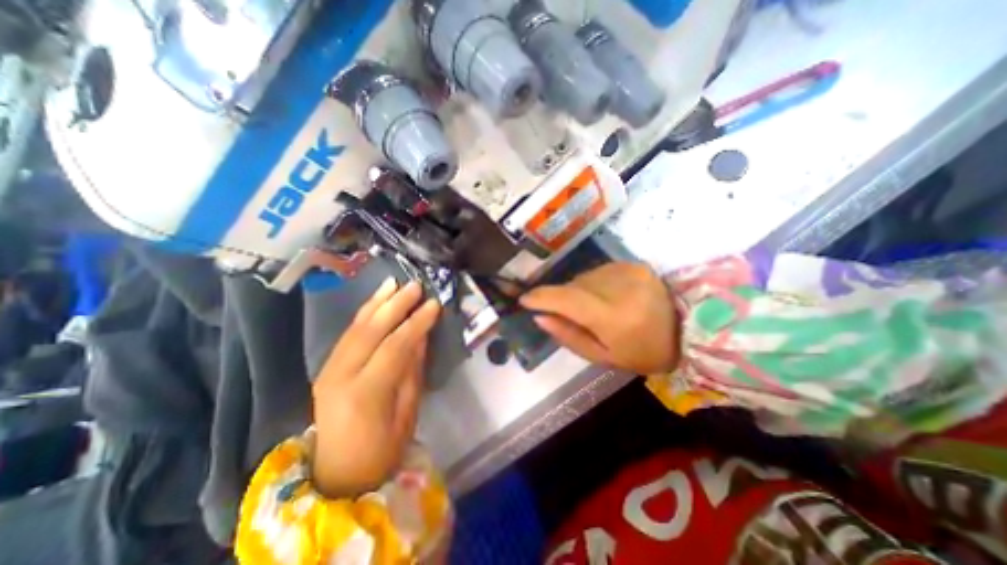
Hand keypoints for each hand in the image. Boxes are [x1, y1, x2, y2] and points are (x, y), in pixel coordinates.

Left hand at [311, 280, 440, 496]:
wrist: (337, 473)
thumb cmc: (382, 449)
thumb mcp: (408, 412)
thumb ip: (412, 370)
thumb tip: (421, 335)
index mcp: (365, 393)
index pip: (394, 347)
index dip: (416, 323)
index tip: (434, 304)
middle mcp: (341, 376)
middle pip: (371, 330)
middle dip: (395, 304)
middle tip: (415, 286)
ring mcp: (328, 370)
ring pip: (355, 327)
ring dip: (377, 302)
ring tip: (394, 283)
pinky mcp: (326, 367)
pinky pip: (347, 334)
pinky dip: (363, 313)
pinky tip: (376, 300)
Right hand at [519, 262, 675, 373]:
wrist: (688, 332)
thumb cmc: (643, 353)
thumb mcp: (602, 356)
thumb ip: (568, 335)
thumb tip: (539, 317)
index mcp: (615, 316)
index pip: (568, 299)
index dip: (542, 297)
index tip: (524, 300)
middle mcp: (621, 287)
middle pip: (573, 286)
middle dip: (561, 298)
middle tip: (565, 314)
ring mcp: (629, 271)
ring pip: (583, 277)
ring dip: (577, 291)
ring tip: (591, 308)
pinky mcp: (634, 264)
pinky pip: (597, 271)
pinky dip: (592, 284)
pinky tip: (605, 296)